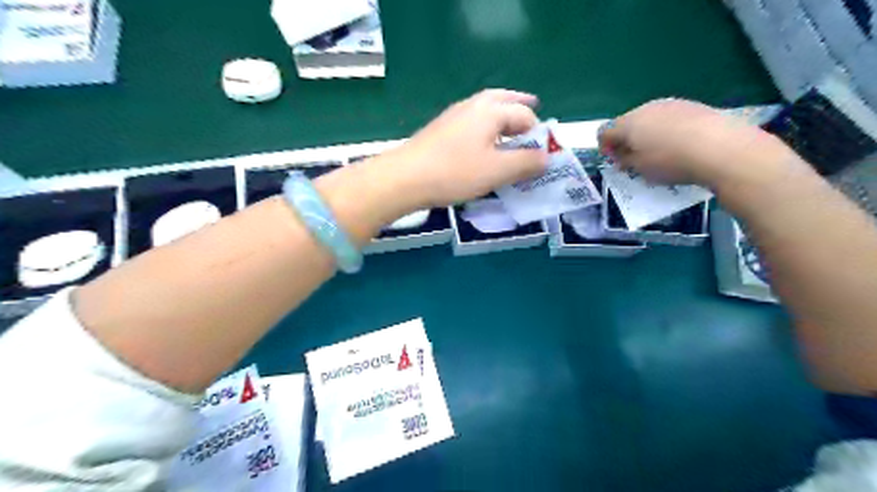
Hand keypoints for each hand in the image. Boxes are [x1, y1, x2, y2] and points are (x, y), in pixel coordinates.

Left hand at [385, 88, 546, 206]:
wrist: (404, 178)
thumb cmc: (454, 172)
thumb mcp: (496, 171)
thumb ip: (525, 163)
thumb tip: (546, 157)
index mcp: (490, 111)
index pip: (524, 116)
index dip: (538, 133)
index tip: (543, 153)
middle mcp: (472, 106)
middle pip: (502, 99)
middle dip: (520, 105)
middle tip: (534, 106)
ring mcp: (453, 116)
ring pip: (484, 108)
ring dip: (501, 113)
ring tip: (510, 124)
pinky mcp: (440, 130)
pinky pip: (471, 121)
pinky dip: (485, 125)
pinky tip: (482, 140)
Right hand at [599, 98, 800, 187]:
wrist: (720, 148)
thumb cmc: (671, 161)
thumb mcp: (640, 168)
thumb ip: (625, 160)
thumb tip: (619, 155)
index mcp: (628, 123)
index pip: (605, 131)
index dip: (604, 147)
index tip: (614, 161)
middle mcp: (645, 108)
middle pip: (626, 122)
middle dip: (625, 139)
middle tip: (633, 158)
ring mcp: (670, 104)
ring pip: (648, 118)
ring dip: (646, 134)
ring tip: (657, 152)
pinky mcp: (691, 105)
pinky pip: (668, 118)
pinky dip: (666, 130)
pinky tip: (678, 144)